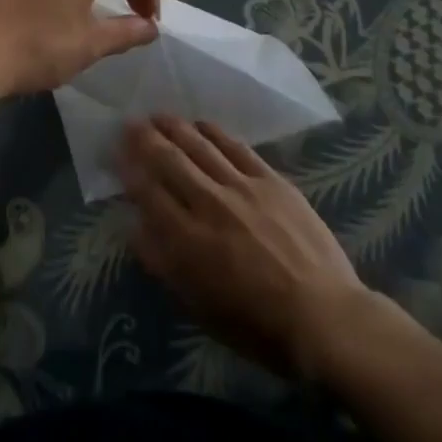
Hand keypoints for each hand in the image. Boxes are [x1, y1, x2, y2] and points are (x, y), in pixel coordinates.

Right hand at [120, 117, 418, 380]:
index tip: (116, 151)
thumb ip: (164, 264)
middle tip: (130, 123)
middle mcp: (209, 203)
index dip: (129, 168)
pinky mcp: (270, 179)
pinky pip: (235, 146)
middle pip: (169, 160)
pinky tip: (201, 124)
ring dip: (175, 127)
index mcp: (188, 239)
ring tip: (158, 116)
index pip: (148, 191)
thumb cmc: (258, 325)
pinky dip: (214, 132)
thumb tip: (135, 228)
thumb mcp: (200, 307)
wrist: (325, 317)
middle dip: (145, 139)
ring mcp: (241, 186)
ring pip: (199, 145)